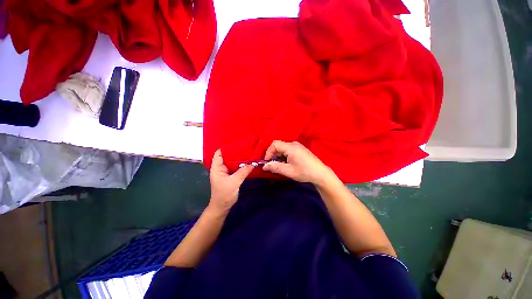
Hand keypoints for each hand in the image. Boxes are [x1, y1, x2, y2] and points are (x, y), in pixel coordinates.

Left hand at [209, 149, 253, 212]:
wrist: (223, 207)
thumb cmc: (224, 194)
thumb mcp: (234, 182)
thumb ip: (243, 172)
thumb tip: (253, 163)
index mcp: (217, 167)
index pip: (219, 153)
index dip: (227, 147)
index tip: (238, 143)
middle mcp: (221, 168)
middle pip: (227, 156)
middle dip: (236, 152)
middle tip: (246, 147)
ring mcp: (226, 172)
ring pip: (233, 162)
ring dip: (240, 158)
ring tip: (249, 152)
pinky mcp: (231, 176)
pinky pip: (236, 167)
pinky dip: (241, 164)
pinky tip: (248, 162)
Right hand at [263, 140, 336, 185]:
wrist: (321, 174)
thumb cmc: (304, 172)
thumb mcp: (288, 171)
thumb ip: (275, 167)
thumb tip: (264, 166)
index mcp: (291, 147)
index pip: (275, 144)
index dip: (268, 152)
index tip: (267, 162)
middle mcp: (294, 144)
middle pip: (279, 145)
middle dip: (273, 155)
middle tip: (272, 165)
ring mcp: (299, 146)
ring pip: (284, 148)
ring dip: (279, 156)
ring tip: (280, 166)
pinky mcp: (301, 150)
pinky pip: (289, 150)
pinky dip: (285, 155)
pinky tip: (287, 163)